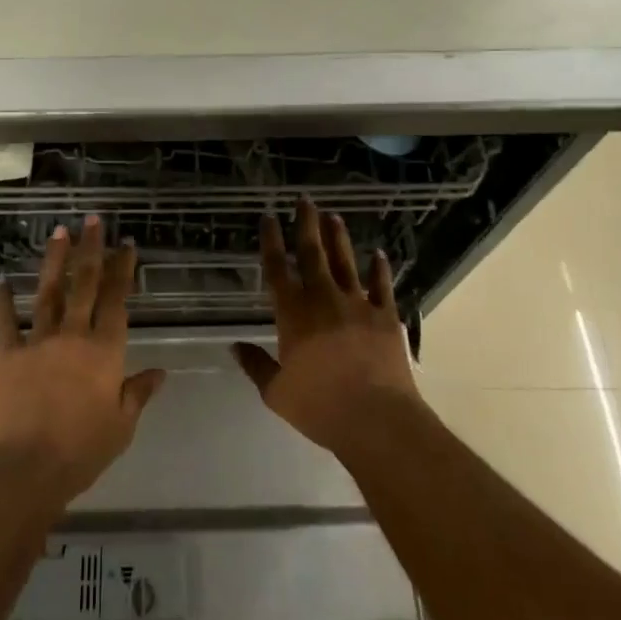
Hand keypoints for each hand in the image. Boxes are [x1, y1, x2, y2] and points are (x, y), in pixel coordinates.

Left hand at [0, 216, 166, 502]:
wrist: (21, 469)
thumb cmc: (80, 451)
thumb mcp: (121, 427)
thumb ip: (138, 394)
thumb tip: (160, 373)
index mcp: (105, 351)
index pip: (118, 301)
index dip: (123, 271)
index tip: (127, 245)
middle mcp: (73, 336)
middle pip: (85, 285)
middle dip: (91, 250)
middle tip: (93, 220)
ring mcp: (37, 342)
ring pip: (48, 293)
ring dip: (54, 261)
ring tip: (58, 232)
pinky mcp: (6, 356)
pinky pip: (4, 323)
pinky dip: (2, 302)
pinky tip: (1, 283)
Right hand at [233, 197, 424, 456]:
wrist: (376, 418)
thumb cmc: (320, 407)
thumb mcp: (277, 392)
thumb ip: (256, 365)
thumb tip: (235, 346)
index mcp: (293, 314)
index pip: (277, 269)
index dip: (271, 241)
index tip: (268, 218)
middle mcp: (323, 299)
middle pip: (312, 254)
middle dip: (306, 225)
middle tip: (304, 200)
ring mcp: (358, 304)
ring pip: (345, 262)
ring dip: (338, 238)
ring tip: (333, 216)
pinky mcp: (385, 316)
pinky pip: (382, 285)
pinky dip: (379, 268)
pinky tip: (378, 254)